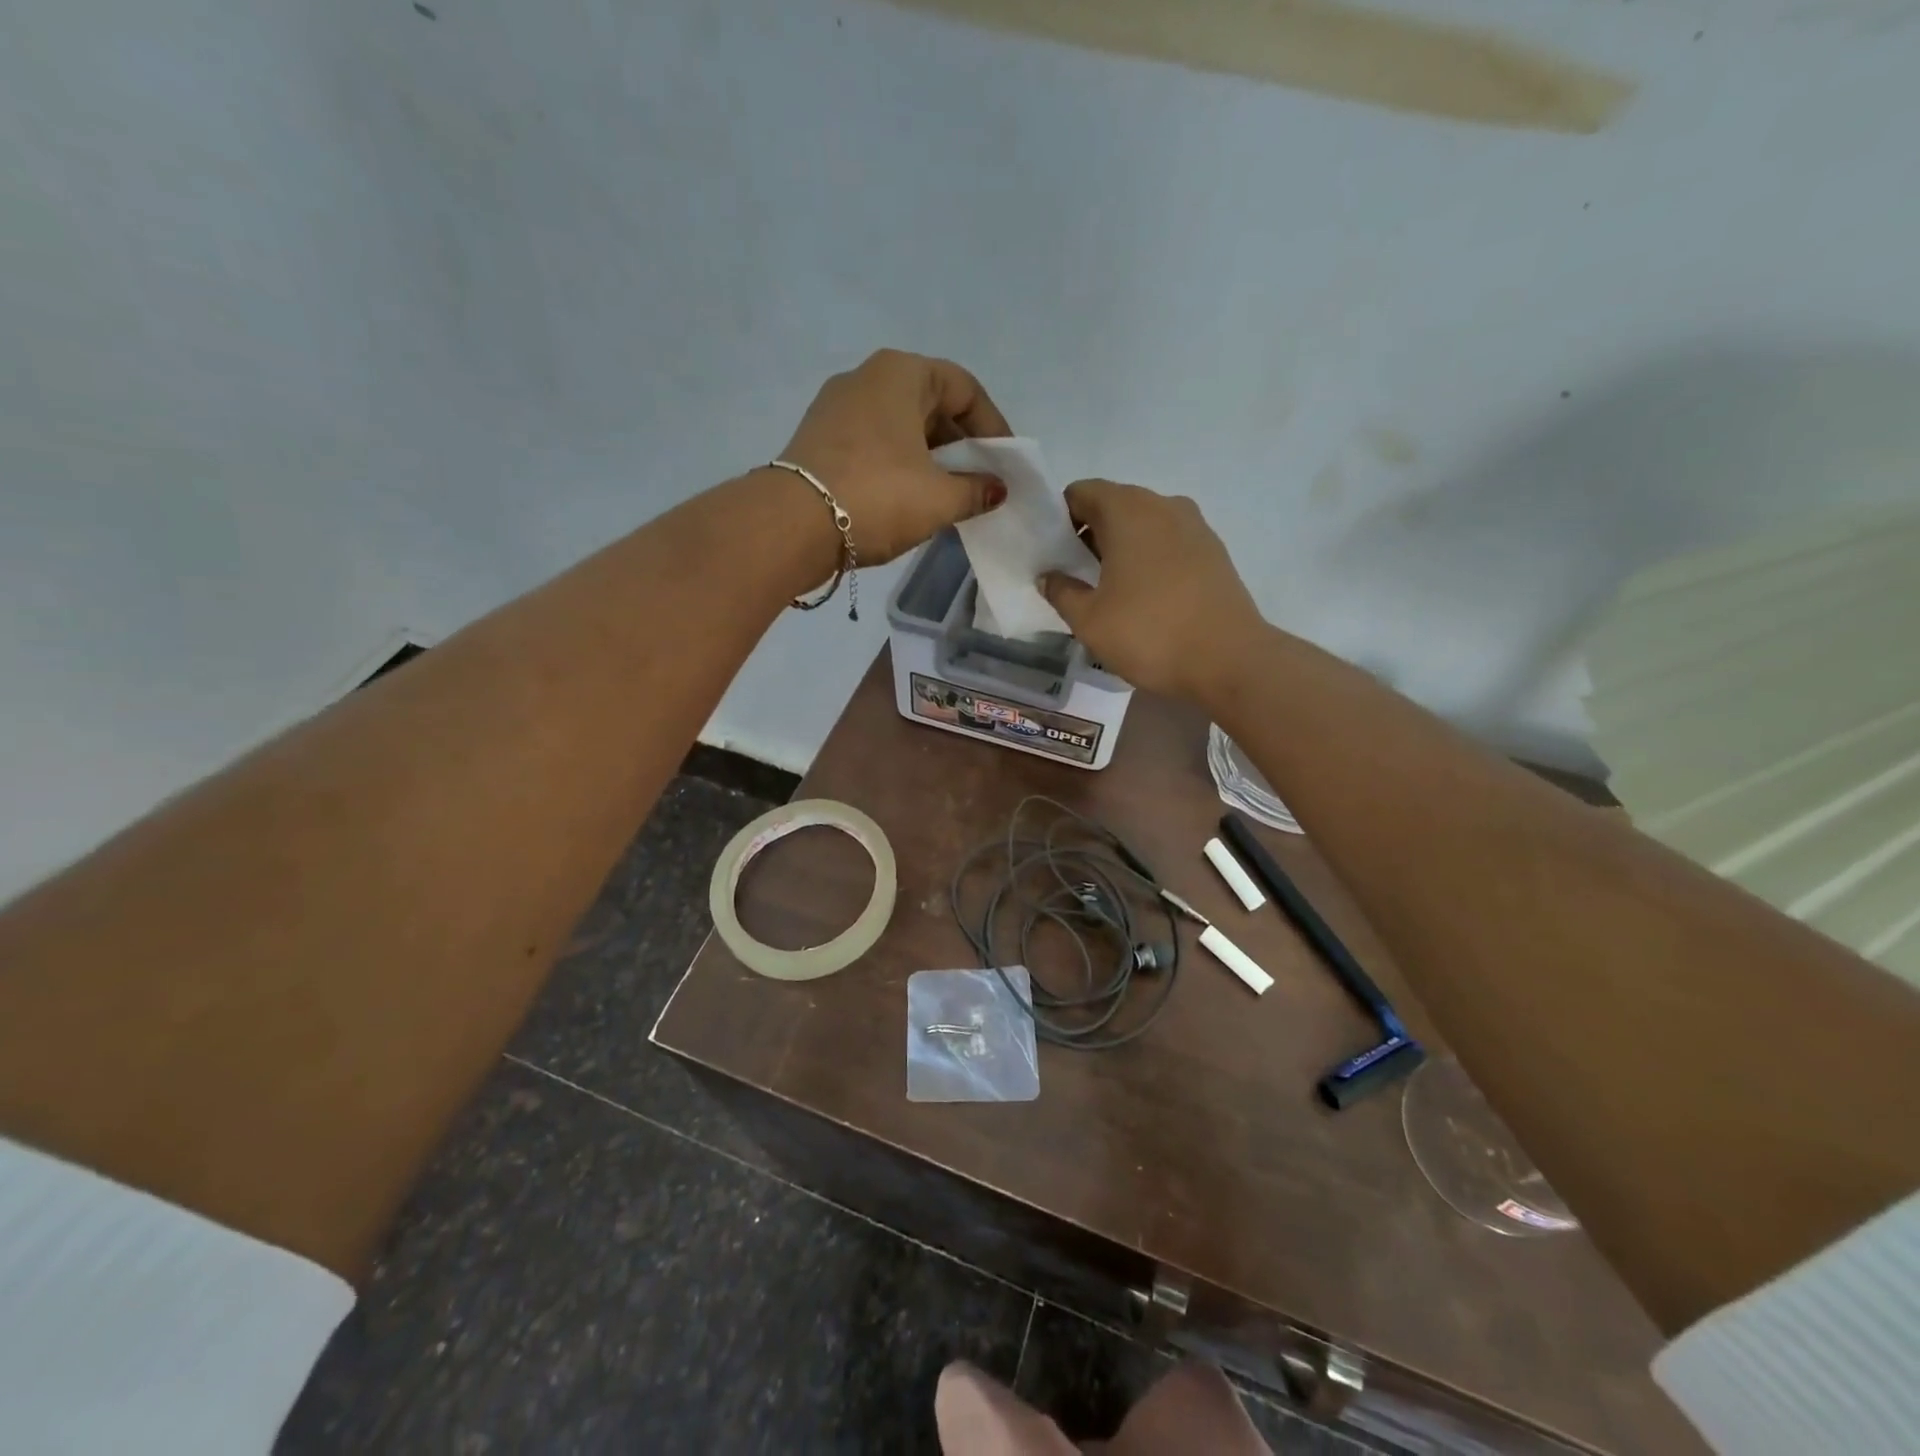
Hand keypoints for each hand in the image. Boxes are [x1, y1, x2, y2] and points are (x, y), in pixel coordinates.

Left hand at [778, 349, 1010, 565]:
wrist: (791, 525)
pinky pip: (874, 442)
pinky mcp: (818, 437)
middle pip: (931, 403)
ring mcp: (836, 406)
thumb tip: (996, 489)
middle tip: (977, 481)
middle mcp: (866, 377)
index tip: (1004, 464)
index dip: (993, 427)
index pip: (965, 388)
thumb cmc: (877, 497)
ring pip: (900, 425)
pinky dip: (898, 463)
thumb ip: (976, 490)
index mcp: (902, 373)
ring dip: (929, 457)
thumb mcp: (939, 499)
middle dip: (960, 443)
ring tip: (946, 495)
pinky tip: (907, 497)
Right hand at [1040, 480, 1266, 700]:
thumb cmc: (1149, 634)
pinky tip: (1145, 597)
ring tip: (1109, 589)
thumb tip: (1049, 576)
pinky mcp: (1214, 551)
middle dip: (1089, 533)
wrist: (1229, 660)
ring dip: (1121, 547)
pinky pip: (1169, 542)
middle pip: (1114, 505)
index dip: (1059, 519)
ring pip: (1144, 524)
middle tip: (1074, 575)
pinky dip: (1150, 558)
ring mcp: (1195, 526)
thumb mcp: (1089, 620)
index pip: (1080, 493)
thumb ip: (1061, 591)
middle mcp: (1163, 505)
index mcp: (1127, 510)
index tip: (1052, 554)